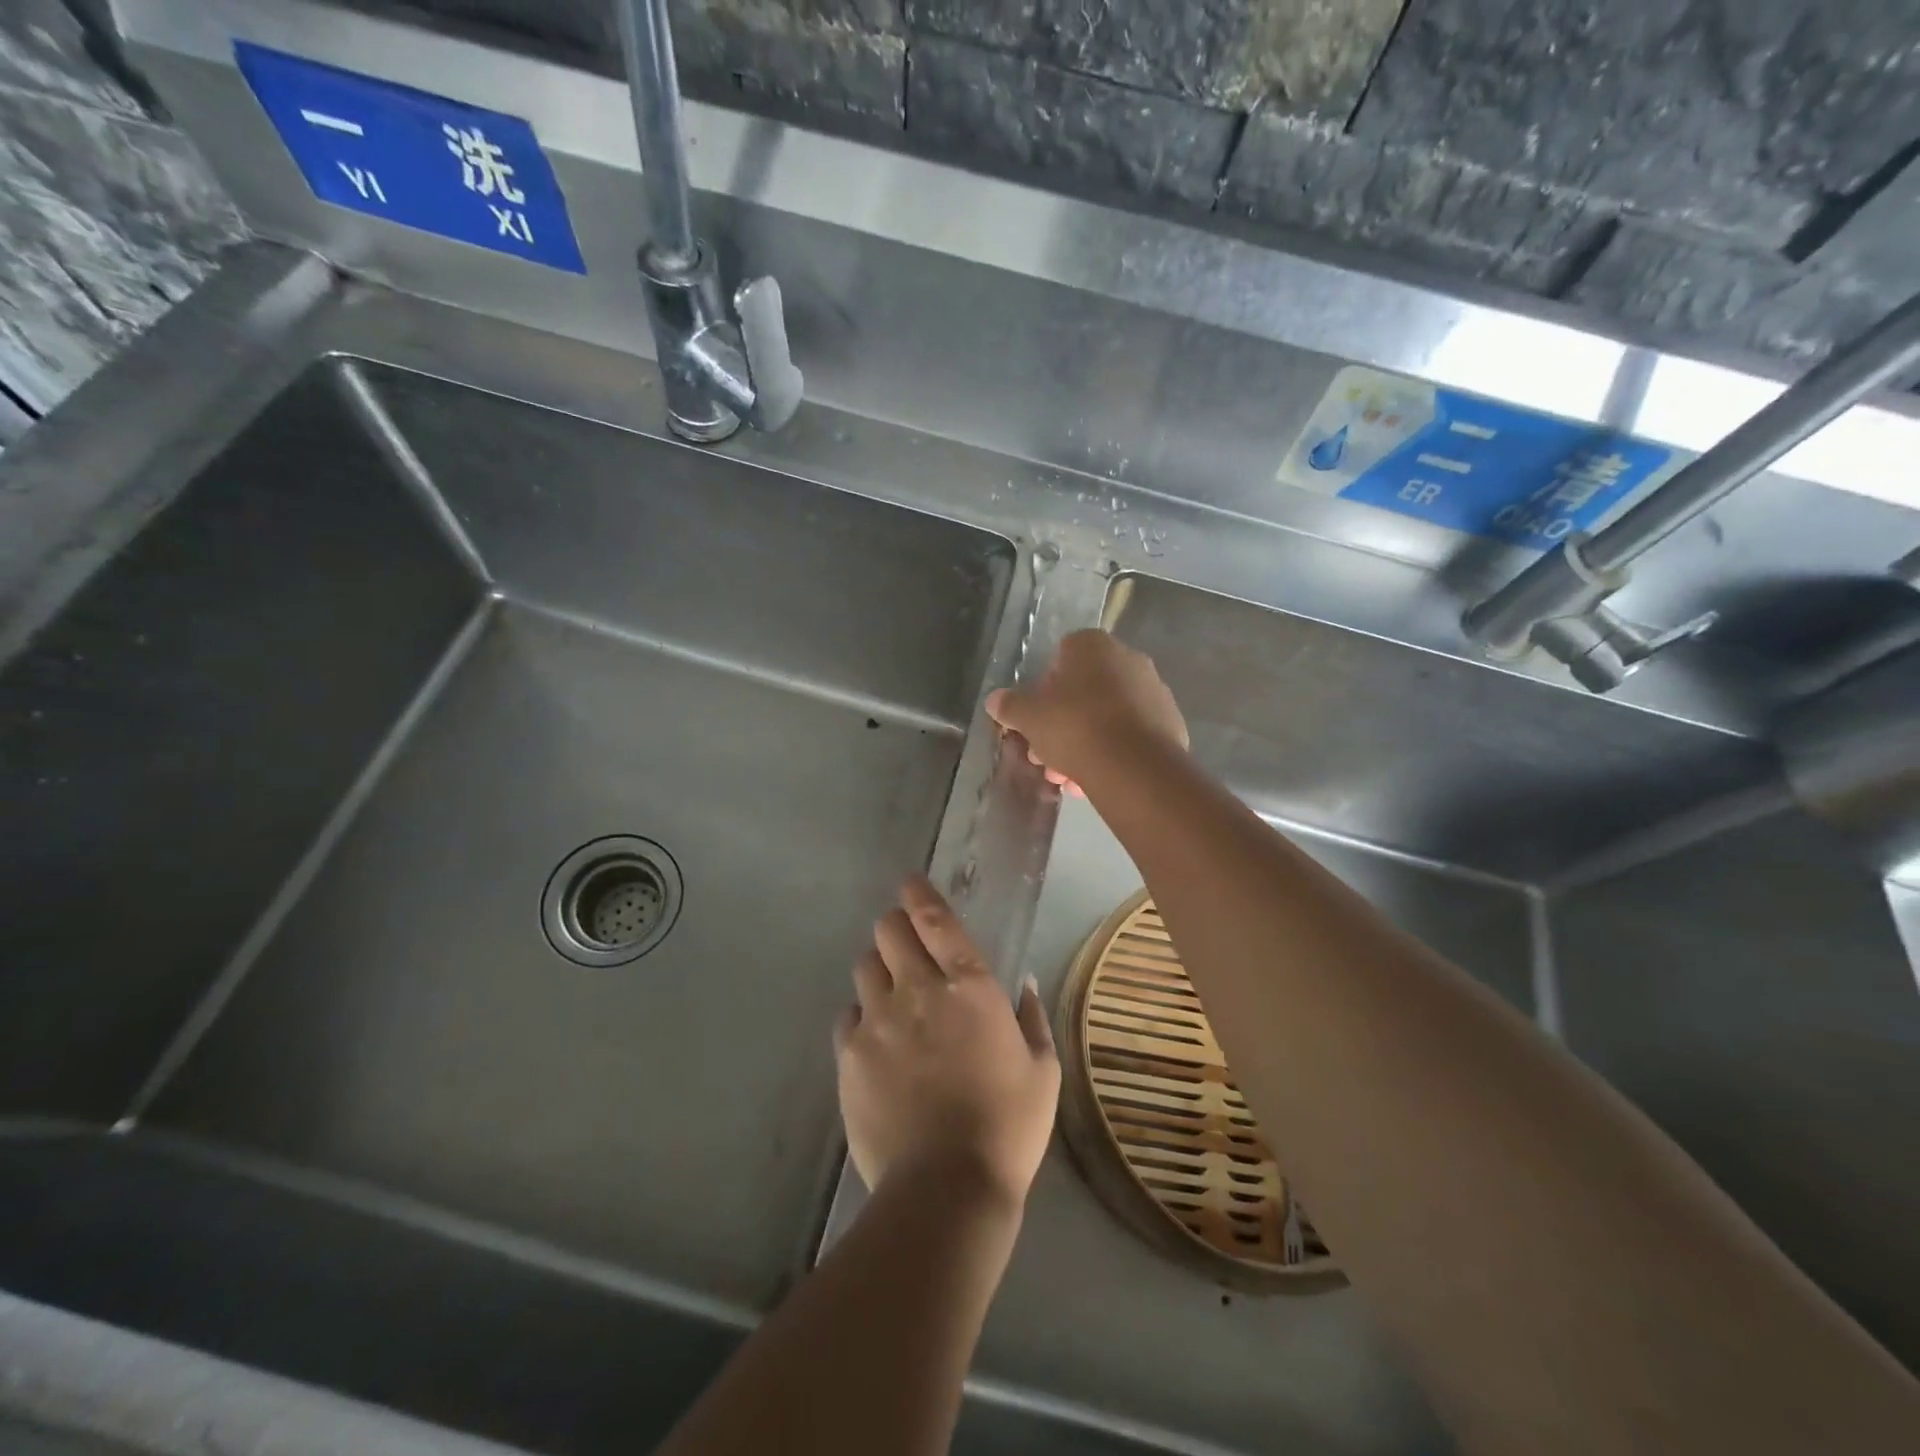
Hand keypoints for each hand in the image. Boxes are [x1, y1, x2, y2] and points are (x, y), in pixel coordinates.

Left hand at [834, 877, 1059, 1206]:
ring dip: (879, 970)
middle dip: (896, 928)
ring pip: (865, 967)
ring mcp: (878, 1020)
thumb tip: (1025, 982)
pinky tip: (876, 1039)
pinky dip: (861, 1016)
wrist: (946, 1188)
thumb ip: (1032, 1017)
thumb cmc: (1007, 1126)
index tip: (910, 882)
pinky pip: (847, 1015)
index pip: (935, 919)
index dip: (919, 893)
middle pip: (888, 931)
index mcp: (969, 986)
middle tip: (906, 945)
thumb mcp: (1042, 1070)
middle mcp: (918, 990)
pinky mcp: (849, 1054)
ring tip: (892, 995)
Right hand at [985, 630, 1187, 791]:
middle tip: (1046, 755)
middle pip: (1085, 690)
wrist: (1135, 767)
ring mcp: (1154, 691)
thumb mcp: (1029, 717)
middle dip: (1062, 723)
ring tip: (1068, 778)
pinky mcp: (1171, 724)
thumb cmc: (1075, 727)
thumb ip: (1011, 705)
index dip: (1044, 689)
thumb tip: (995, 700)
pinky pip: (1130, 735)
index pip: (1062, 656)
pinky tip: (1095, 780)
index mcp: (1093, 646)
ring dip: (1084, 743)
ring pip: (1107, 716)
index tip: (1036, 718)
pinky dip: (1112, 753)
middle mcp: (1129, 659)